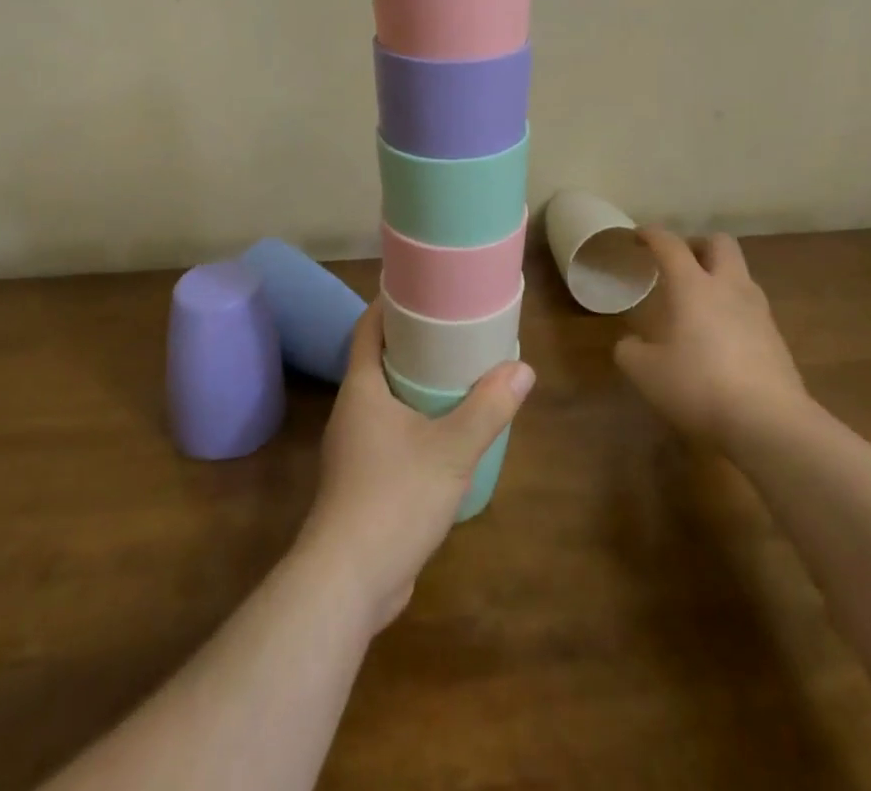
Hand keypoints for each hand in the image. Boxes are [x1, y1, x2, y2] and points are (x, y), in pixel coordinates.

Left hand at [296, 303, 532, 633]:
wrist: (348, 582)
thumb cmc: (393, 498)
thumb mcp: (451, 450)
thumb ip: (488, 408)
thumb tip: (522, 368)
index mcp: (361, 389)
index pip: (367, 328)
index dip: (389, 304)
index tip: (420, 288)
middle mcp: (352, 411)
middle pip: (378, 360)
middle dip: (411, 343)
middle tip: (452, 329)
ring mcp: (353, 449)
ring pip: (384, 400)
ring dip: (414, 385)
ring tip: (455, 376)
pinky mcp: (362, 481)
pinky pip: (389, 434)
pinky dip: (414, 421)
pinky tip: (444, 433)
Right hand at [614, 228, 808, 449]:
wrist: (770, 424)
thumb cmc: (699, 386)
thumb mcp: (645, 373)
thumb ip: (630, 351)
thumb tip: (630, 343)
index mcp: (693, 285)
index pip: (670, 244)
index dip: (651, 235)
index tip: (637, 237)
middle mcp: (729, 287)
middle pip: (720, 243)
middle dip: (697, 245)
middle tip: (678, 263)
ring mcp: (758, 311)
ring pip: (740, 274)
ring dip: (719, 276)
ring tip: (698, 302)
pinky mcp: (776, 338)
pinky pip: (751, 306)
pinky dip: (732, 308)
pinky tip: (719, 336)